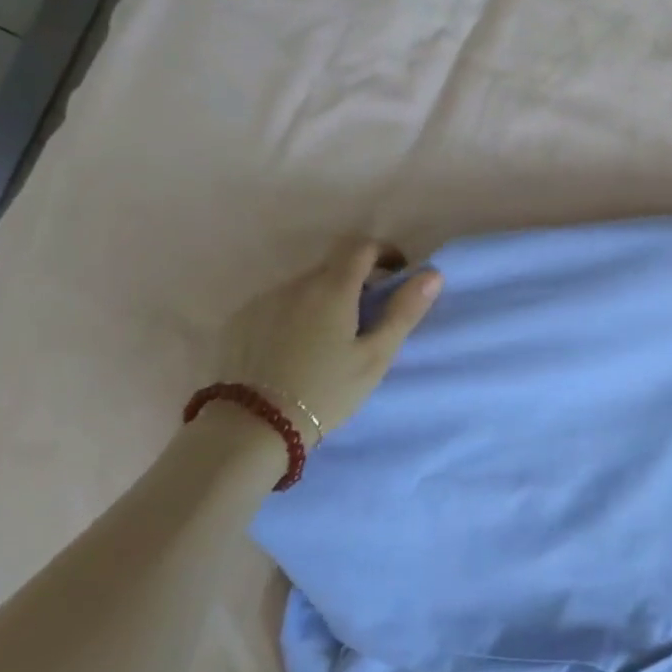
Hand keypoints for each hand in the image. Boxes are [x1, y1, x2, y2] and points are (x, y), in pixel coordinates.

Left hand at [217, 238, 440, 442]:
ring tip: (331, 337)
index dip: (384, 252)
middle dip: (356, 279)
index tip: (397, 273)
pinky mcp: (239, 321)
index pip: (361, 246)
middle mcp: (295, 284)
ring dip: (325, 298)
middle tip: (369, 314)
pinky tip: (297, 347)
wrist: (253, 426)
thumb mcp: (376, 356)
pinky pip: (278, 304)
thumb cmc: (327, 390)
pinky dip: (296, 313)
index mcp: (332, 288)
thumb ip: (404, 311)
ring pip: (304, 286)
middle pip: (332, 266)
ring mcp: (262, 301)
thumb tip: (432, 274)